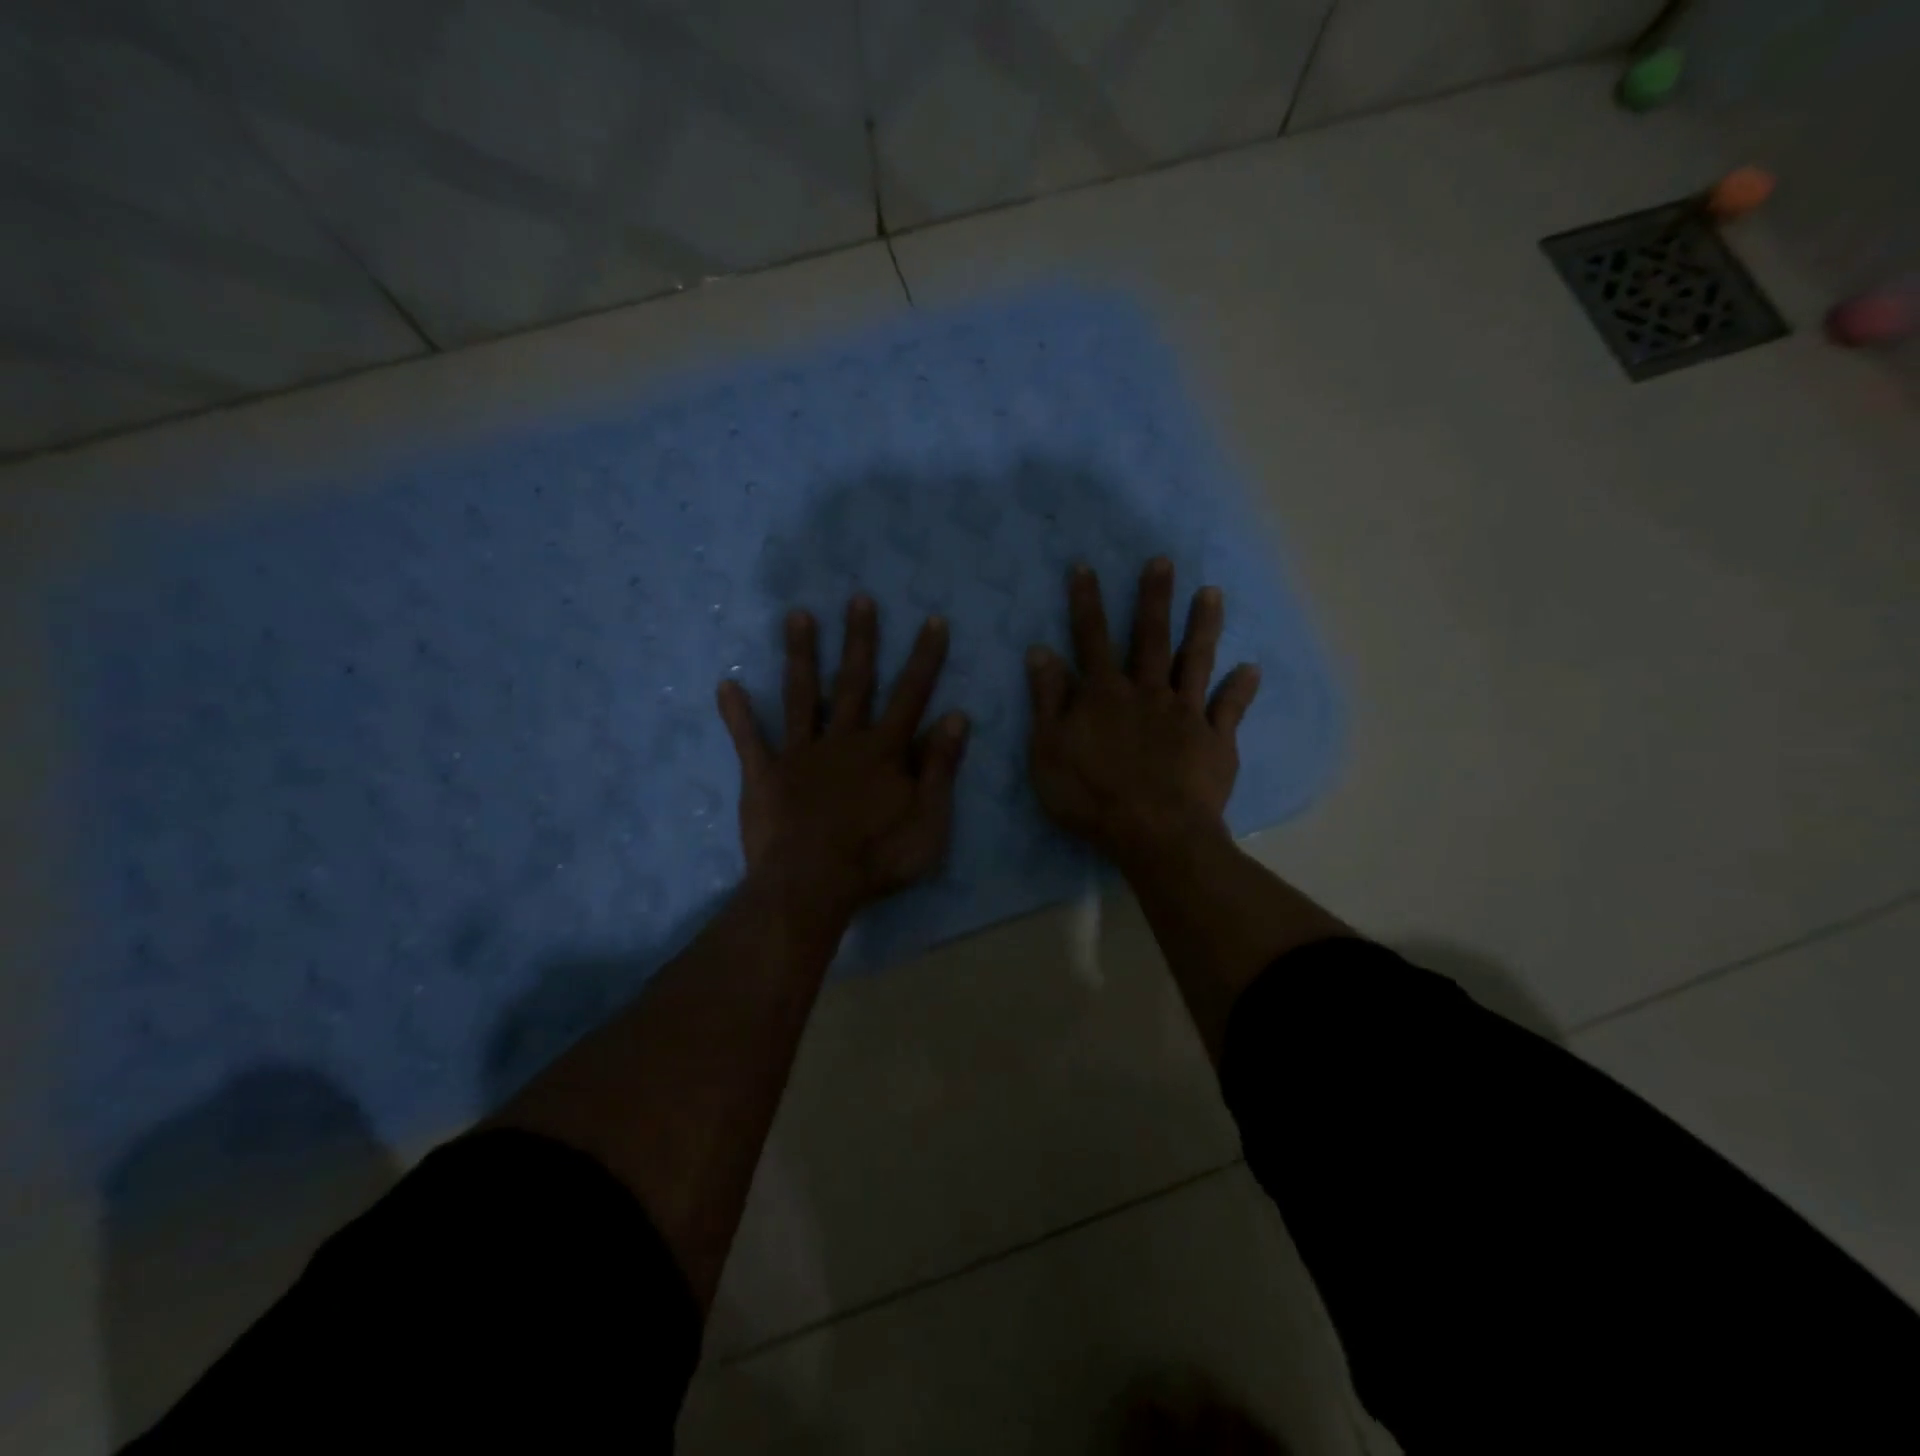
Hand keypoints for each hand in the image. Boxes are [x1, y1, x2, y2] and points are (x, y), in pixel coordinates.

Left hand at [716, 596, 968, 917]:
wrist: (812, 886)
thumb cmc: (877, 858)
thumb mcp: (929, 821)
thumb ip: (941, 768)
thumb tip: (957, 717)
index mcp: (883, 751)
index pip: (911, 695)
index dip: (925, 658)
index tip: (932, 620)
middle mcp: (842, 739)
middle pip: (854, 681)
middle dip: (860, 639)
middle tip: (859, 599)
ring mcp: (800, 754)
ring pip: (802, 695)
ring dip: (801, 655)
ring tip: (797, 615)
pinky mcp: (765, 774)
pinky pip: (749, 739)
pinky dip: (737, 713)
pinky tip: (726, 684)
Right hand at [1027, 558, 1259, 864]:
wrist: (1155, 834)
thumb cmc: (1091, 796)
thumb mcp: (1049, 751)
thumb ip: (1047, 700)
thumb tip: (1041, 651)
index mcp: (1104, 695)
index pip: (1091, 639)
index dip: (1086, 603)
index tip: (1085, 567)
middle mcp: (1147, 693)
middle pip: (1150, 638)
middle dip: (1154, 598)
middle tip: (1163, 561)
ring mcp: (1185, 713)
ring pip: (1195, 661)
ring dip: (1203, 626)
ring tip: (1212, 593)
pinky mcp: (1214, 740)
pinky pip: (1229, 709)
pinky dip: (1240, 688)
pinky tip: (1251, 669)